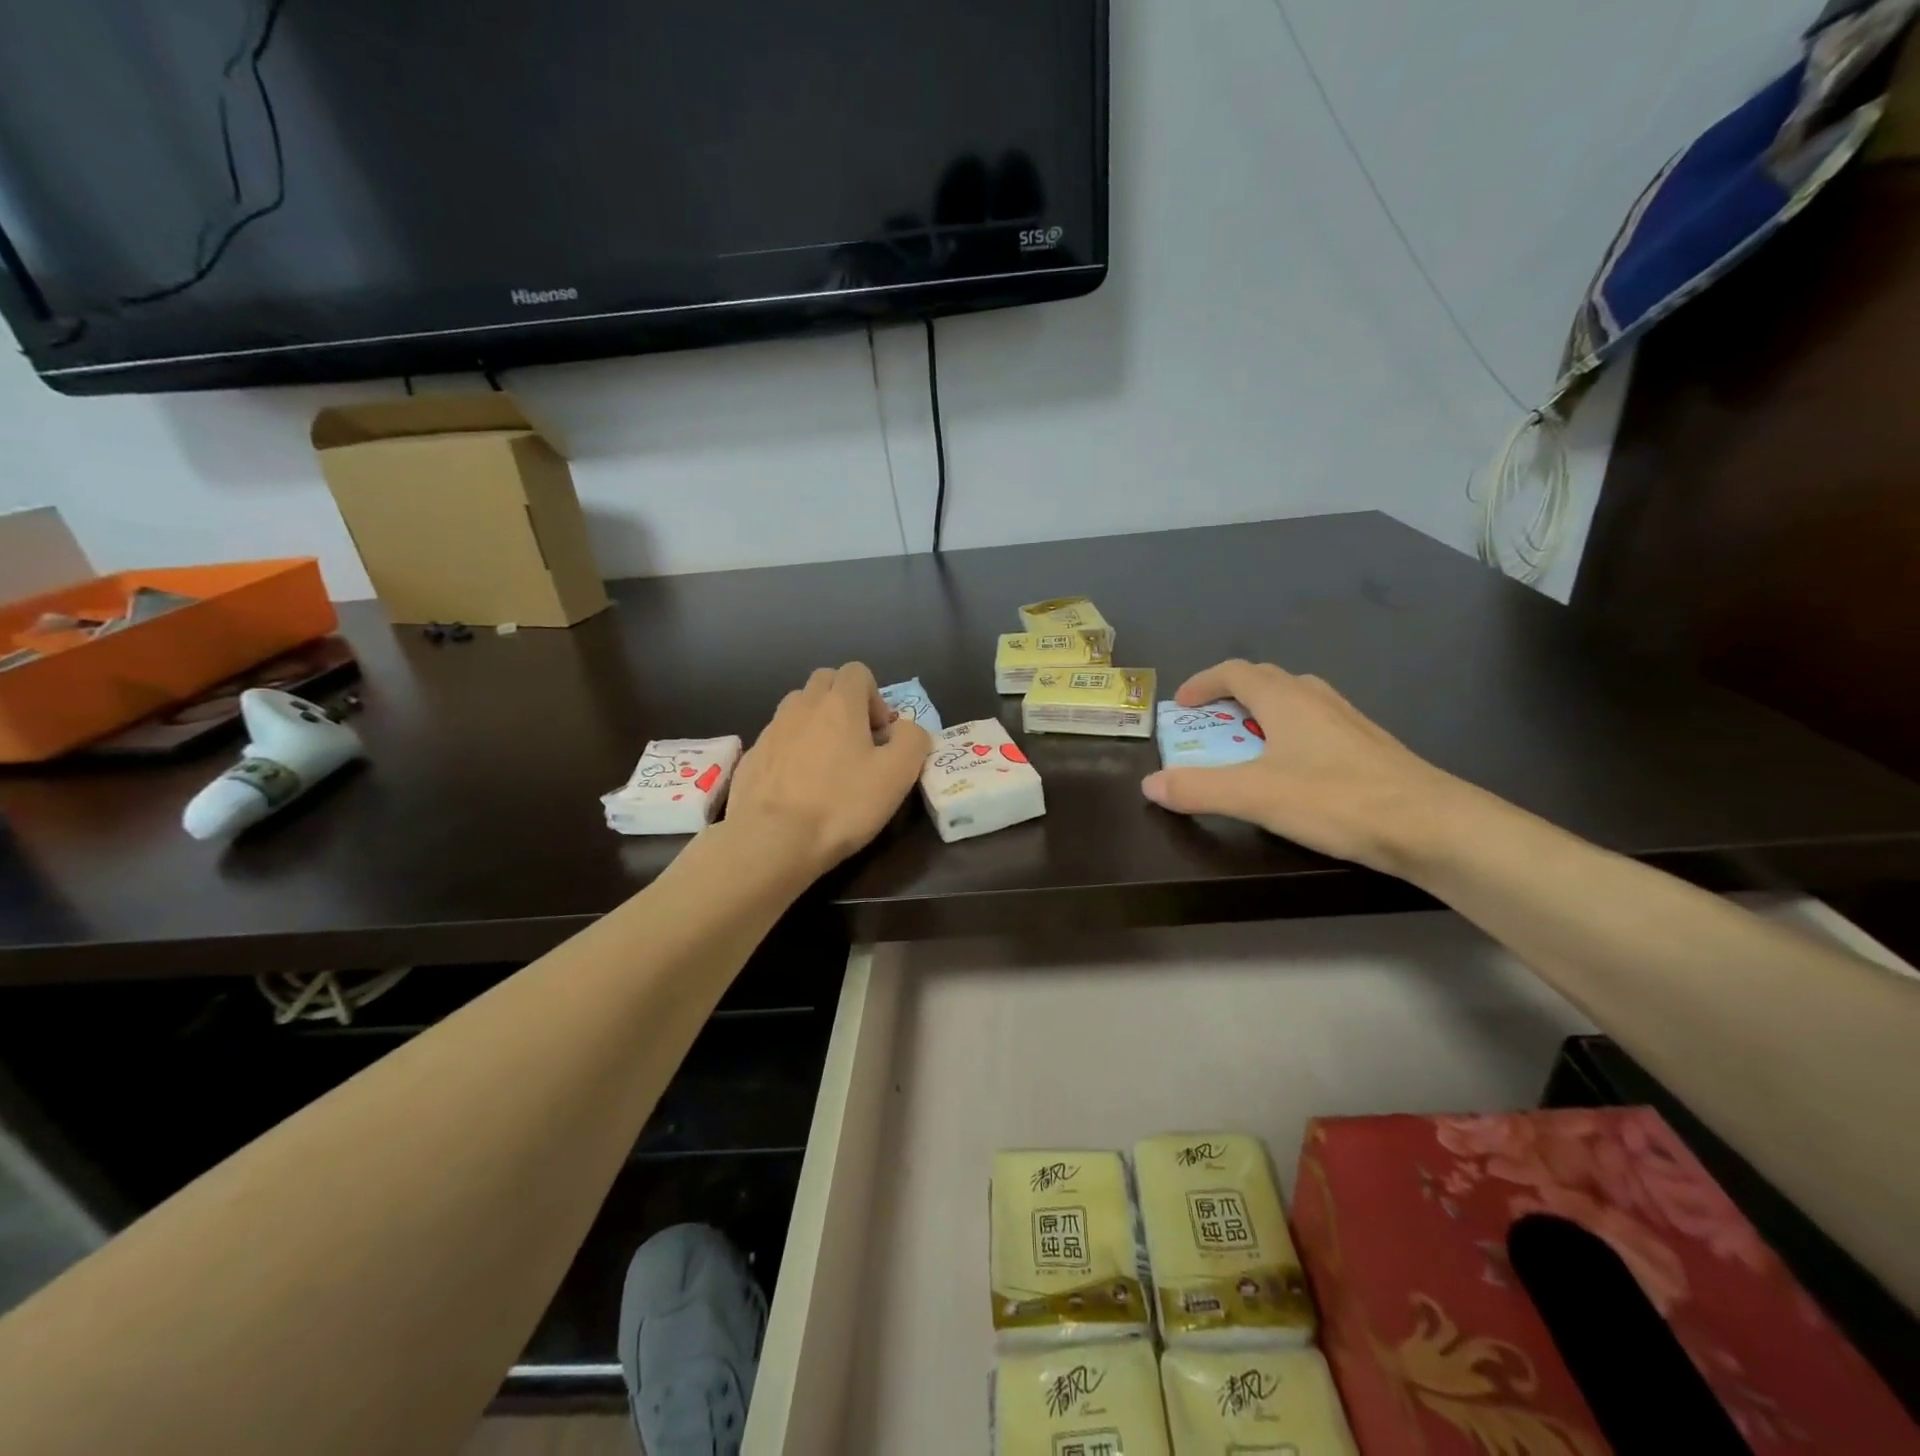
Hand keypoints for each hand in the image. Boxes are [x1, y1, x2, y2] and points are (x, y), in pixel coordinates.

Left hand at [728, 663, 930, 876]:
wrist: (772, 839)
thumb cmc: (842, 804)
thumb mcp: (898, 774)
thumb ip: (912, 739)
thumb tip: (906, 729)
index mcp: (839, 703)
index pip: (857, 671)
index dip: (874, 697)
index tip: (880, 734)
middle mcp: (802, 706)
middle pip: (825, 682)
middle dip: (844, 702)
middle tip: (857, 743)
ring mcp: (771, 729)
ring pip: (798, 708)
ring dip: (816, 723)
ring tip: (826, 763)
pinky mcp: (751, 756)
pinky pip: (778, 739)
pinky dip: (792, 750)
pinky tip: (799, 786)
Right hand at [1140, 659, 1459, 874]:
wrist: (1431, 825)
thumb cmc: (1335, 799)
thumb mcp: (1254, 796)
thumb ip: (1198, 788)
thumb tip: (1150, 784)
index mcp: (1285, 699)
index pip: (1234, 672)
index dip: (1202, 683)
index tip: (1181, 705)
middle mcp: (1316, 698)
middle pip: (1265, 680)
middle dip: (1229, 696)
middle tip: (1208, 726)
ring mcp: (1347, 720)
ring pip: (1295, 700)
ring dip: (1262, 713)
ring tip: (1246, 746)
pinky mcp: (1368, 745)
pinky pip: (1316, 724)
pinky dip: (1290, 734)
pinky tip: (1293, 770)